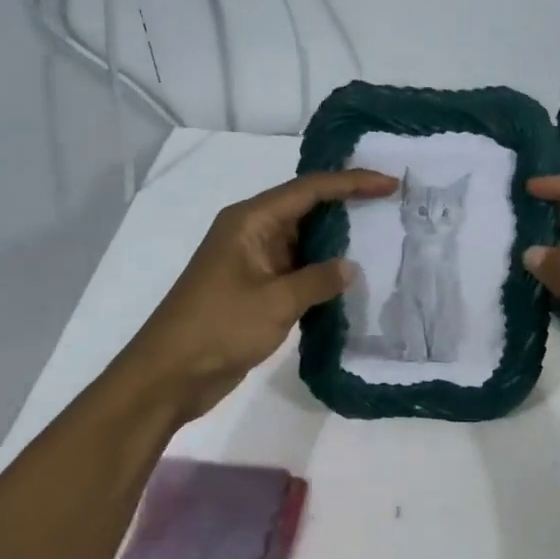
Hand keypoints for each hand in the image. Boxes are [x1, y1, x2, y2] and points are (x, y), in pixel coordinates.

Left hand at [117, 170, 397, 423]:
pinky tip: (350, 280)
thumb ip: (318, 280)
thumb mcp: (275, 301)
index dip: (352, 183)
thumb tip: (350, 268)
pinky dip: (321, 272)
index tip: (389, 185)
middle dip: (347, 206)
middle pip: (306, 208)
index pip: (309, 190)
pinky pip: (296, 270)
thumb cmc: (218, 328)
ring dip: (336, 242)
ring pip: (302, 241)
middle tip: (390, 206)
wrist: (169, 375)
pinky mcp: (255, 290)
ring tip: (381, 239)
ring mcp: (252, 262)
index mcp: (250, 221)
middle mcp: (251, 233)